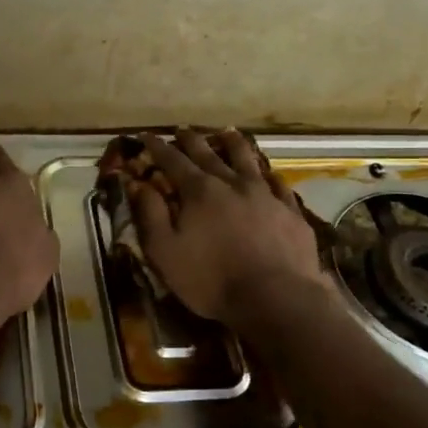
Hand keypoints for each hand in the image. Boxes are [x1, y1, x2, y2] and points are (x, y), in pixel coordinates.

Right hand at [129, 128, 325, 323]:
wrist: (276, 297)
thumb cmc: (212, 279)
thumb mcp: (166, 252)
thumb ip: (151, 214)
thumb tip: (137, 183)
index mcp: (199, 191)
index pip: (172, 160)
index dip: (157, 147)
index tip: (146, 135)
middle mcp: (231, 183)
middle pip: (208, 153)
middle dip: (191, 140)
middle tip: (181, 129)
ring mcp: (265, 194)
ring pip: (247, 159)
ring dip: (234, 143)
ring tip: (227, 132)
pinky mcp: (290, 211)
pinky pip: (278, 184)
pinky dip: (269, 174)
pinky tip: (268, 173)